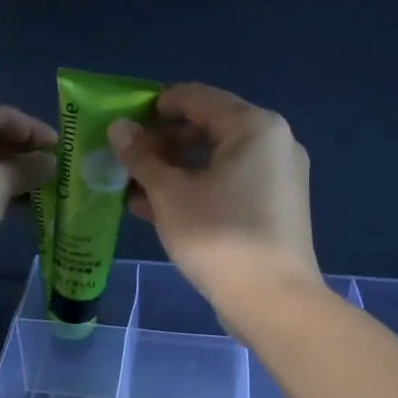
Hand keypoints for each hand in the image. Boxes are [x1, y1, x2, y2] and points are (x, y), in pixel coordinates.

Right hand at [108, 82, 319, 303]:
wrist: (272, 300)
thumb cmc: (218, 235)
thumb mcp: (169, 193)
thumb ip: (141, 156)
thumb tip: (119, 127)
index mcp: (254, 126)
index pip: (195, 97)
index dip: (153, 106)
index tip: (121, 123)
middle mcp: (273, 143)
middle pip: (207, 128)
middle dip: (162, 143)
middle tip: (125, 159)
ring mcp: (278, 177)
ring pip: (215, 160)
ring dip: (174, 170)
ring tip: (133, 188)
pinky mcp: (275, 208)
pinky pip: (229, 185)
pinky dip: (196, 189)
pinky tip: (157, 208)